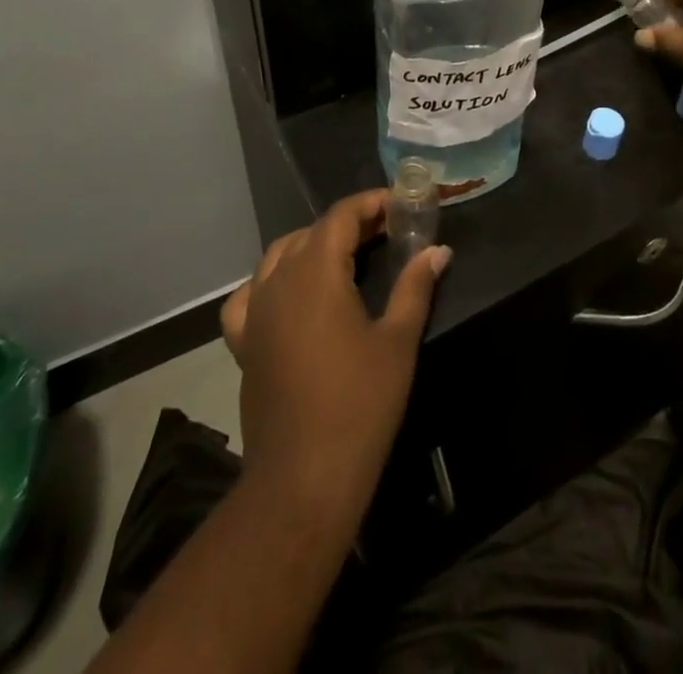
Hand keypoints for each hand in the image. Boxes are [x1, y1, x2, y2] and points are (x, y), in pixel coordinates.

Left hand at [220, 191, 450, 521]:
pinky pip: (250, 295)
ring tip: (345, 256)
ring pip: (279, 256)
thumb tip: (438, 250)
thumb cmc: (359, 405)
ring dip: (312, 245)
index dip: (371, 203)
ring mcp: (255, 312)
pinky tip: (289, 295)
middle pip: (312, 232)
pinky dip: (270, 282)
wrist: (303, 479)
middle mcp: (279, 281)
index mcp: (316, 272)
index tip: (400, 205)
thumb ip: (415, 287)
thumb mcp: (397, 341)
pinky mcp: (244, 342)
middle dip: (349, 223)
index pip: (341, 216)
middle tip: (386, 231)